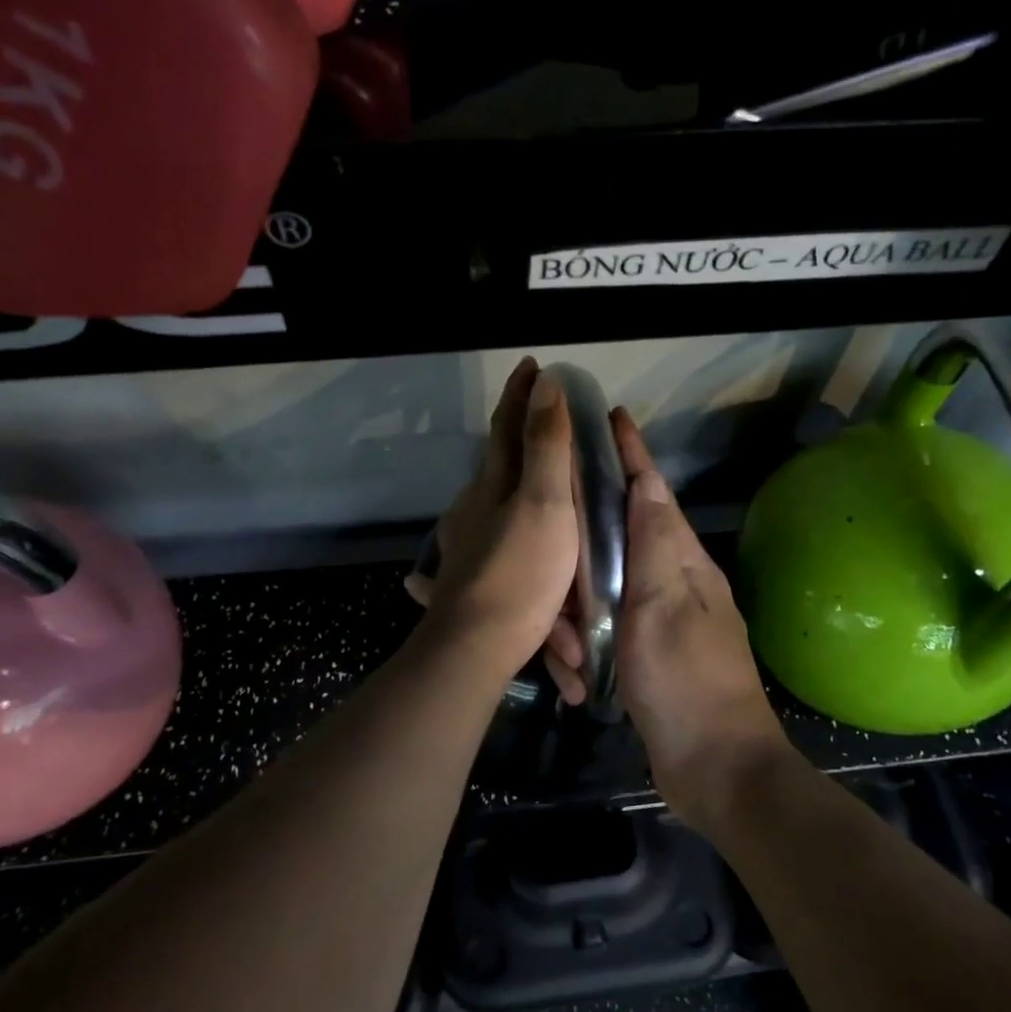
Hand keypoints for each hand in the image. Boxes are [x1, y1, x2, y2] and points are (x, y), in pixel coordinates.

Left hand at [405, 358, 579, 679]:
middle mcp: (471, 508)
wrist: (475, 647)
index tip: (532, 364)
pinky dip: (493, 529)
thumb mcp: (544, 504)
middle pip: (495, 464)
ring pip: (488, 505)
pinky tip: (489, 537)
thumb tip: (546, 383)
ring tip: (529, 483)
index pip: (507, 427)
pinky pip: (483, 543)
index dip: (521, 395)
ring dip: (507, 486)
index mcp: (492, 486)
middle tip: (542, 424)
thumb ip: (546, 446)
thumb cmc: (520, 572)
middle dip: (516, 438)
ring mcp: (463, 545)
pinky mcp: (464, 579)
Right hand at [606, 410, 790, 829]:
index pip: (654, 491)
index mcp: (683, 562)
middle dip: (583, 549)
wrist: (715, 768)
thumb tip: (647, 483)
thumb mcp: (663, 604)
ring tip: (567, 652)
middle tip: (552, 562)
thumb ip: (653, 544)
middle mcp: (674, 582)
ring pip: (605, 589)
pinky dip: (586, 645)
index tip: (611, 416)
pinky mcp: (647, 654)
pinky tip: (574, 668)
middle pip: (620, 538)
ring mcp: (661, 620)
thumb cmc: (686, 681)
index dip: (633, 453)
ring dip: (578, 616)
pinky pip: (605, 631)